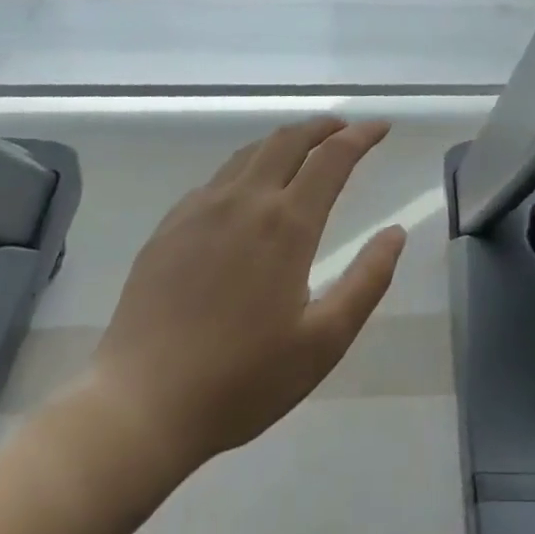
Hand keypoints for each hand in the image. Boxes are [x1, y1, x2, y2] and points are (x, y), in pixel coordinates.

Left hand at [77, 117, 406, 487]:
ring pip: (252, 152)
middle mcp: (246, 201)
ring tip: (303, 147)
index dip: (362, 135)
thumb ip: (367, 281)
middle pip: (290, 139)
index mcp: (287, 224)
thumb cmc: (241, 380)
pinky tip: (248, 189)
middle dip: (323, 126)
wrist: (138, 406)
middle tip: (344, 128)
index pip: (333, 157)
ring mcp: (202, 208)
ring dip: (285, 140)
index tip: (381, 127)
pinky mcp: (170, 225)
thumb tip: (396, 232)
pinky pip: (218, 177)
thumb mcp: (323, 342)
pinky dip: (248, 166)